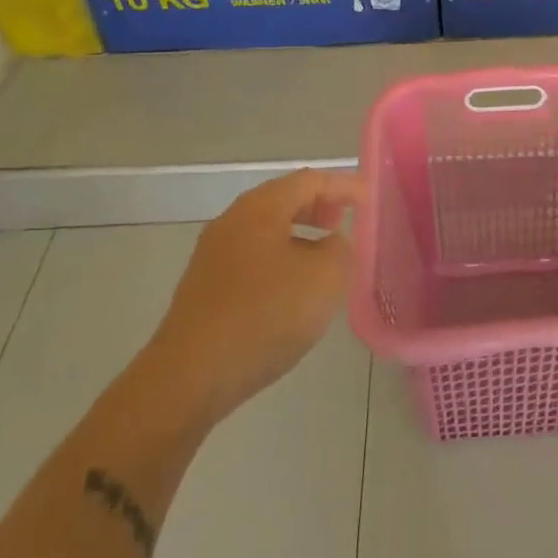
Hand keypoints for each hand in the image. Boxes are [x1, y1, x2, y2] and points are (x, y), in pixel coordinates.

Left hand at [151, 169, 362, 419]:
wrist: (188, 377)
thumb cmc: (264, 316)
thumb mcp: (324, 279)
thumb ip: (339, 250)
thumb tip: (331, 244)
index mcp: (261, 207)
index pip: (310, 180)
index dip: (344, 186)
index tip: (369, 199)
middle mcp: (233, 220)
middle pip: (283, 199)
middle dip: (318, 206)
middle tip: (344, 222)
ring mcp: (213, 254)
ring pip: (266, 229)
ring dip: (298, 234)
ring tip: (323, 257)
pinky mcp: (204, 287)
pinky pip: (251, 256)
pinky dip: (279, 258)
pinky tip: (291, 289)